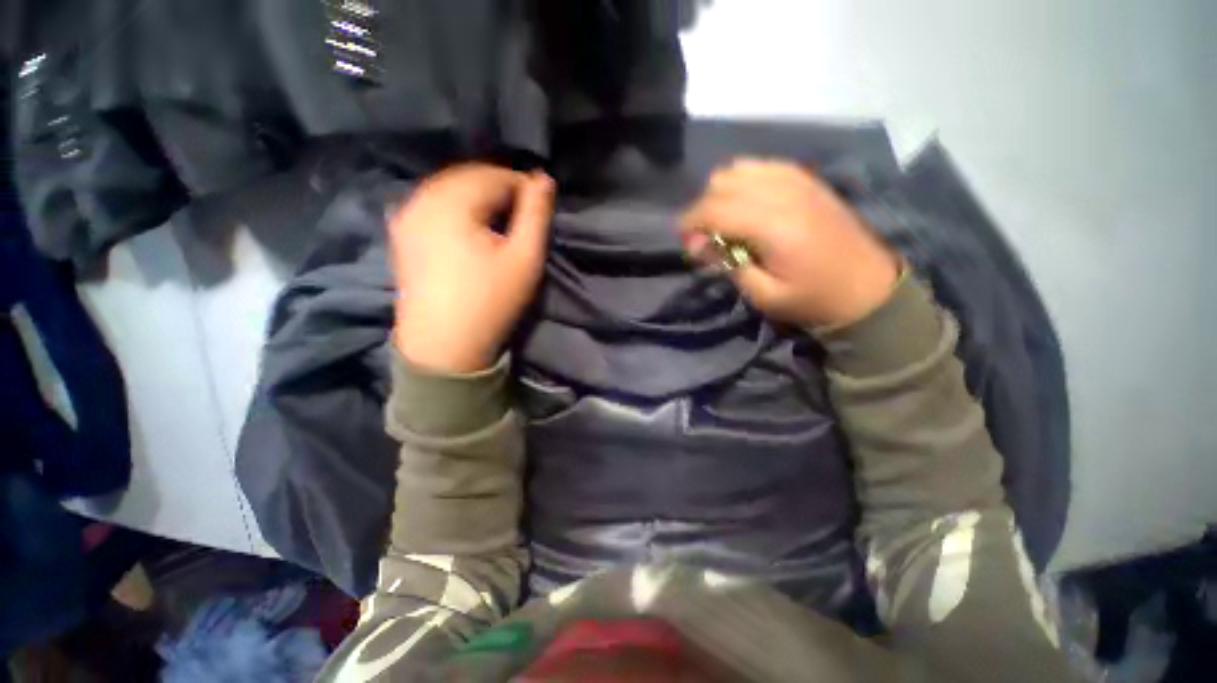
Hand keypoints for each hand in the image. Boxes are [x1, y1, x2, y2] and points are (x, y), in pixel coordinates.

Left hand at [390, 164, 553, 372]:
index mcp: (450, 202)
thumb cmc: (490, 301)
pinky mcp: (402, 233)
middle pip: (468, 177)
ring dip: (480, 197)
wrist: (444, 346)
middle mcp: (420, 199)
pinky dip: (459, 207)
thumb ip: (536, 214)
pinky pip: (434, 204)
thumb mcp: (524, 258)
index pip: (494, 176)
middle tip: (523, 213)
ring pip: (450, 189)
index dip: (523, 186)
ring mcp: (406, 216)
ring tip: (502, 220)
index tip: (540, 205)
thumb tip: (545, 178)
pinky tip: (472, 227)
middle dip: (500, 188)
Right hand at [680, 159, 899, 327]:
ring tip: (723, 221)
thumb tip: (697, 244)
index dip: (690, 222)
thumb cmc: (812, 300)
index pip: (716, 208)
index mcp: (774, 226)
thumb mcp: (763, 295)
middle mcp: (784, 193)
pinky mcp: (807, 180)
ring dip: (721, 193)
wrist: (868, 290)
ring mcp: (799, 181)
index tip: (683, 240)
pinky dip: (744, 182)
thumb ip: (728, 264)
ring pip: (740, 169)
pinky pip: (762, 167)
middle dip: (702, 209)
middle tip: (703, 238)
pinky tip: (746, 205)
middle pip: (723, 183)